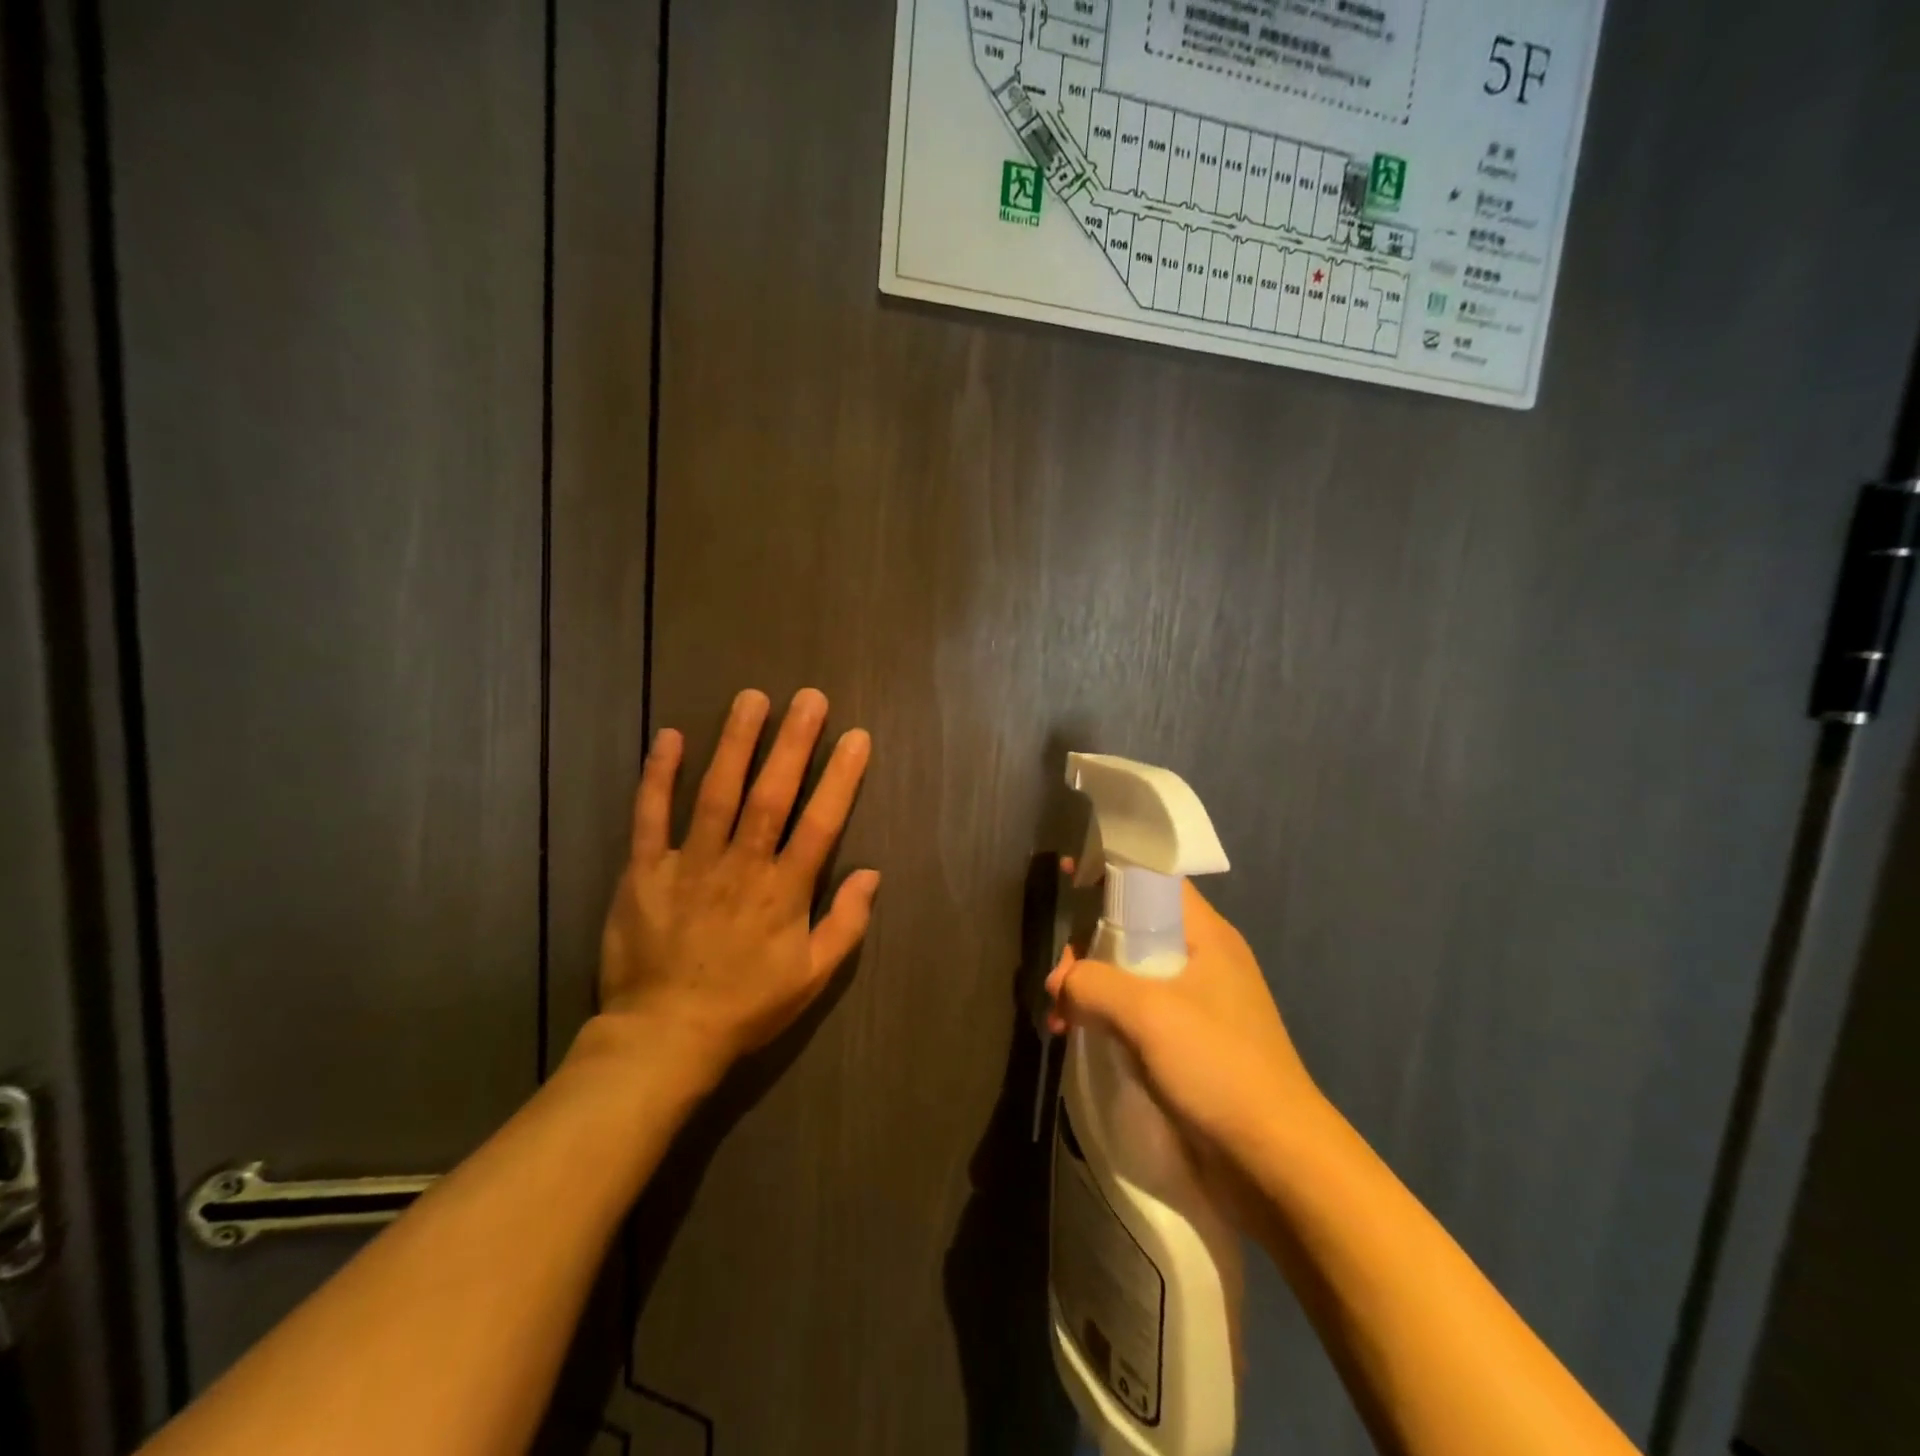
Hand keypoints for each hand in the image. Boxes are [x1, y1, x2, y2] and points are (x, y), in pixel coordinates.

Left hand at [587, 687, 878, 1087]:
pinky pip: (651, 816)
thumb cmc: (746, 1007)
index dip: (841, 778)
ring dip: (736, 743)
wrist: (664, 1038)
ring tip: (752, 699)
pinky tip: (671, 736)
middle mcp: (740, 867)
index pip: (821, 824)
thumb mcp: (813, 978)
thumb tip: (873, 873)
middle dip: (793, 743)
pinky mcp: (644, 870)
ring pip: (716, 793)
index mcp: (784, 891)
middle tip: (809, 697)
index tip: (856, 737)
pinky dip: (659, 776)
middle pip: (771, 795)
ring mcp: (689, 864)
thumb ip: (846, 924)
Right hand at [1046, 879, 1320, 1172]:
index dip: (1109, 872)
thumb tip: (1060, 983)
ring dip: (1092, 987)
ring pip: (1131, 974)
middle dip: (1088, 943)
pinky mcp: (1189, 1047)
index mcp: (1206, 935)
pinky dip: (1106, 1018)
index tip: (1065, 880)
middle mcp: (1203, 960)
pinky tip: (1078, 1036)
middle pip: (1134, 928)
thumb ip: (1093, 983)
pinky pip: (1137, 1014)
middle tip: (1056, 975)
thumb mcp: (1148, 1012)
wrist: (1277, 1164)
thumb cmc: (1218, 1067)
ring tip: (1058, 1014)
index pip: (1153, 879)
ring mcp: (1197, 1006)